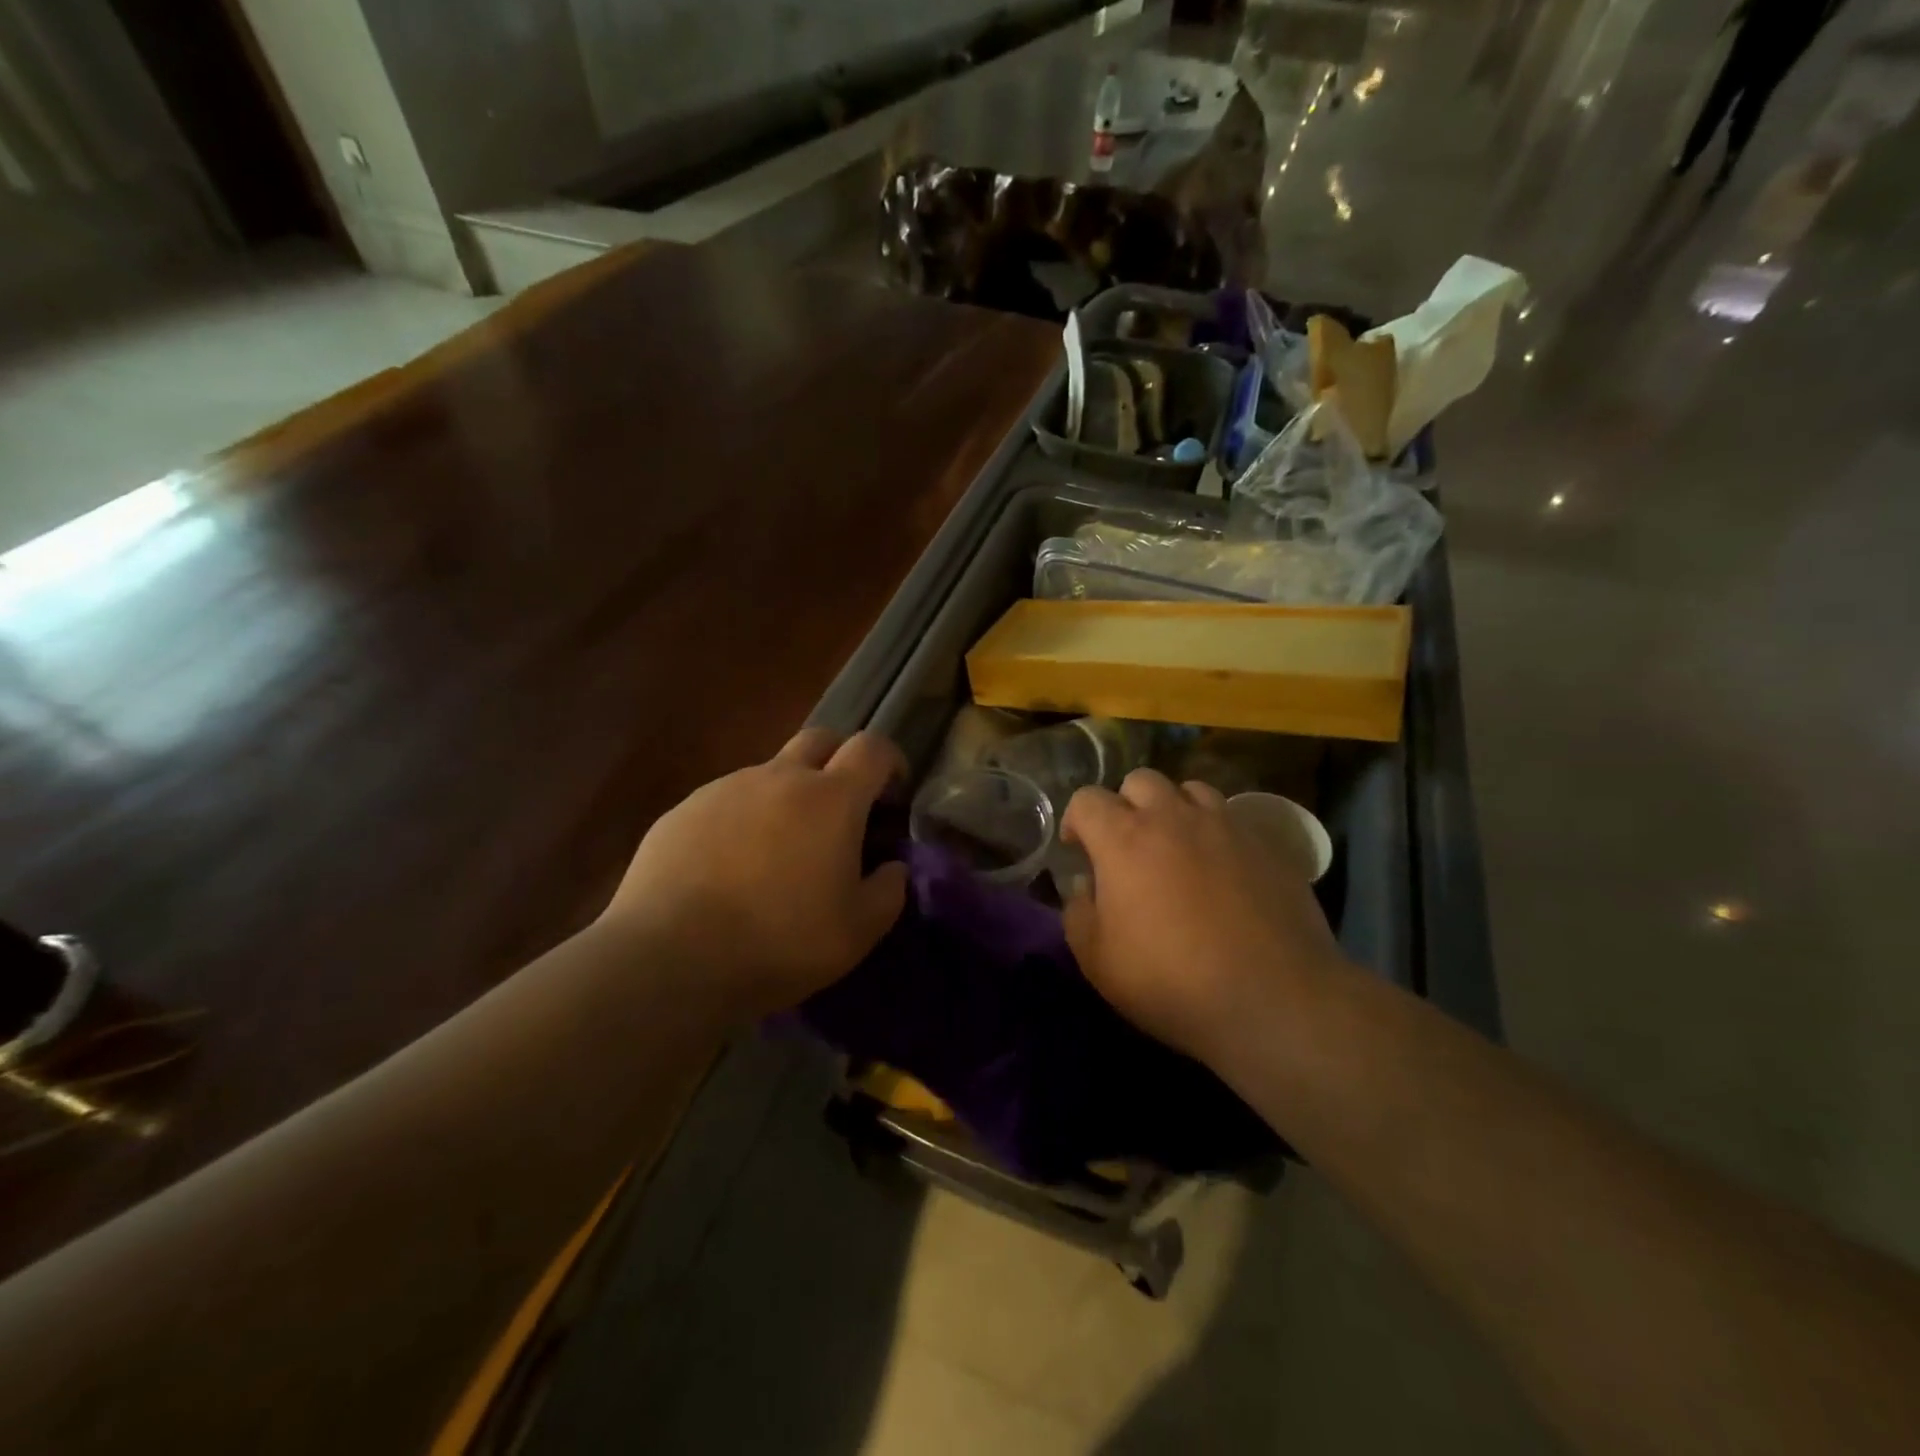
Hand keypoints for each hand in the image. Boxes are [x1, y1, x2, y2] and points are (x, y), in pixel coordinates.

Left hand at [600, 729, 909, 1016]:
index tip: (893, 792)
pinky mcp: (683, 810)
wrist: (668, 959)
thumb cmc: (779, 943)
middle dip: (839, 761)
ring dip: (787, 795)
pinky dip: (743, 820)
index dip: (890, 761)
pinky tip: (730, 867)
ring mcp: (725, 789)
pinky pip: (727, 801)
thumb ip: (888, 891)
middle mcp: (779, 777)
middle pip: (820, 740)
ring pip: (770, 773)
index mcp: (831, 798)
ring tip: (779, 851)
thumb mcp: (857, 932)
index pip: (872, 748)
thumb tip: (892, 867)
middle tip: (841, 809)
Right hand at [1061, 769, 1347, 1064]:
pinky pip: (1233, 819)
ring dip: (1175, 809)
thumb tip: (1085, 886)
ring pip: (1191, 790)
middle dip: (1126, 805)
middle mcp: (1174, 817)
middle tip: (1128, 846)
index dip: (1076, 820)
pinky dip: (1217, 832)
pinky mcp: (1267, 844)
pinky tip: (1222, 870)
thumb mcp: (1097, 961)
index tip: (1079, 850)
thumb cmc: (1171, 981)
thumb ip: (1078, 913)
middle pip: (1141, 781)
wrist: (1273, 999)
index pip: (1087, 799)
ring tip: (1178, 847)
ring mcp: (1226, 826)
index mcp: (1125, 839)